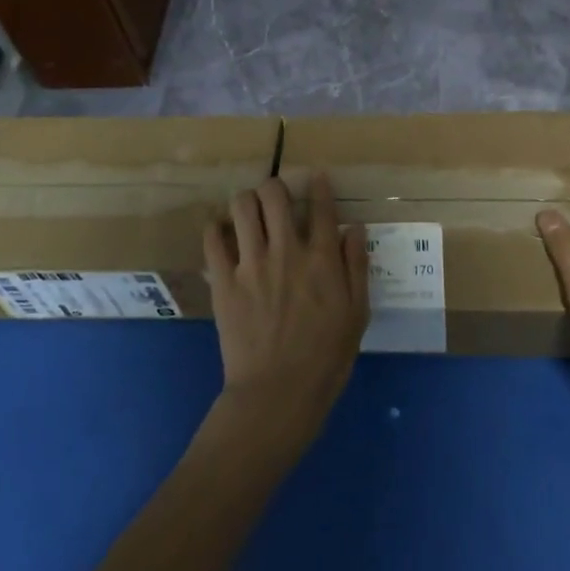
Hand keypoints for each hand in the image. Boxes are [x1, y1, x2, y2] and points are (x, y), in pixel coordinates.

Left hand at [203, 174, 367, 443]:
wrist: (278, 394)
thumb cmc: (326, 358)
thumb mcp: (357, 314)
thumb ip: (356, 267)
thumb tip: (354, 228)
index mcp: (322, 259)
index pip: (321, 206)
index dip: (319, 185)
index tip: (316, 177)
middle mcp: (286, 251)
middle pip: (274, 194)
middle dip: (275, 186)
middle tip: (276, 197)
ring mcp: (251, 264)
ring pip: (241, 207)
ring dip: (246, 201)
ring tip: (248, 211)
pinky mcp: (223, 281)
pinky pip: (212, 239)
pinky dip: (216, 228)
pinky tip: (222, 232)